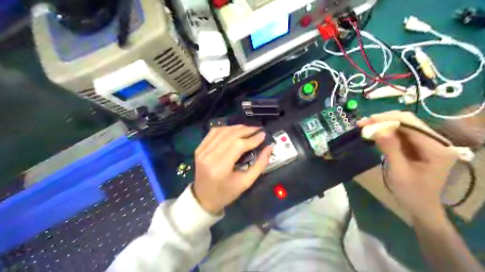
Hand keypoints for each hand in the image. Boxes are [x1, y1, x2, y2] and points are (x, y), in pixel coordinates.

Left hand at [191, 125, 271, 214]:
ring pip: (222, 131)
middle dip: (246, 130)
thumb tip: (269, 147)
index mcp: (220, 167)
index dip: (252, 139)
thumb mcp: (246, 183)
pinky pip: (213, 132)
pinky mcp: (199, 148)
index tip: (263, 135)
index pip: (238, 145)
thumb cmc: (226, 193)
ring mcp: (202, 150)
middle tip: (258, 129)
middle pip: (230, 135)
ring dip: (237, 128)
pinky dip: (226, 128)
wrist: (203, 198)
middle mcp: (208, 156)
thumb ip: (259, 165)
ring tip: (249, 129)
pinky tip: (235, 130)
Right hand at [358, 111, 457, 220]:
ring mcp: (429, 142)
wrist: (420, 206)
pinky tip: (374, 132)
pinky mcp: (420, 145)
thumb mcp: (398, 172)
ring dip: (383, 124)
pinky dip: (386, 131)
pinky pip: (402, 133)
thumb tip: (376, 129)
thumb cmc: (411, 193)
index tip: (366, 121)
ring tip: (364, 126)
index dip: (387, 119)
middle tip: (362, 124)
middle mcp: (436, 141)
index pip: (411, 124)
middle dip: (384, 120)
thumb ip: (390, 148)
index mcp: (437, 148)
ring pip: (403, 125)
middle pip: (408, 121)